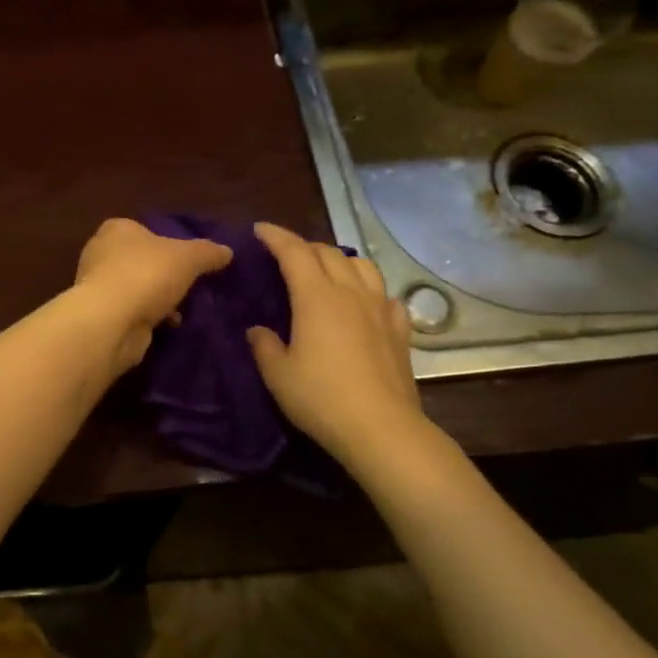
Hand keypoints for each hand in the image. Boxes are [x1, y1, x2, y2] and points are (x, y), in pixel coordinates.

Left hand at [73, 218, 231, 370]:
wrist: (111, 321)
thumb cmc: (146, 274)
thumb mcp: (188, 257)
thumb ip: (208, 252)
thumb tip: (227, 251)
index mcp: (117, 229)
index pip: (144, 230)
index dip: (167, 242)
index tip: (188, 259)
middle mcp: (101, 253)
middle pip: (141, 261)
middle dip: (164, 274)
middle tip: (190, 285)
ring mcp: (98, 286)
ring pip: (137, 288)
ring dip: (158, 299)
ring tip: (184, 308)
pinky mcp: (101, 315)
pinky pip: (132, 312)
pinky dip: (149, 318)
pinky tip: (170, 325)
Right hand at [247, 222, 428, 463]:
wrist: (381, 428)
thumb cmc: (321, 398)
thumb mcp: (278, 375)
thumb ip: (265, 346)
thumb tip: (258, 330)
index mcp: (316, 297)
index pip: (294, 252)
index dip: (276, 237)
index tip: (260, 230)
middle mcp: (350, 293)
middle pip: (328, 253)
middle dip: (304, 246)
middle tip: (286, 254)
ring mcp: (380, 309)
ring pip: (362, 266)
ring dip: (340, 260)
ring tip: (327, 270)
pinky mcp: (399, 331)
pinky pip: (385, 295)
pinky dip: (369, 289)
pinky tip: (365, 303)